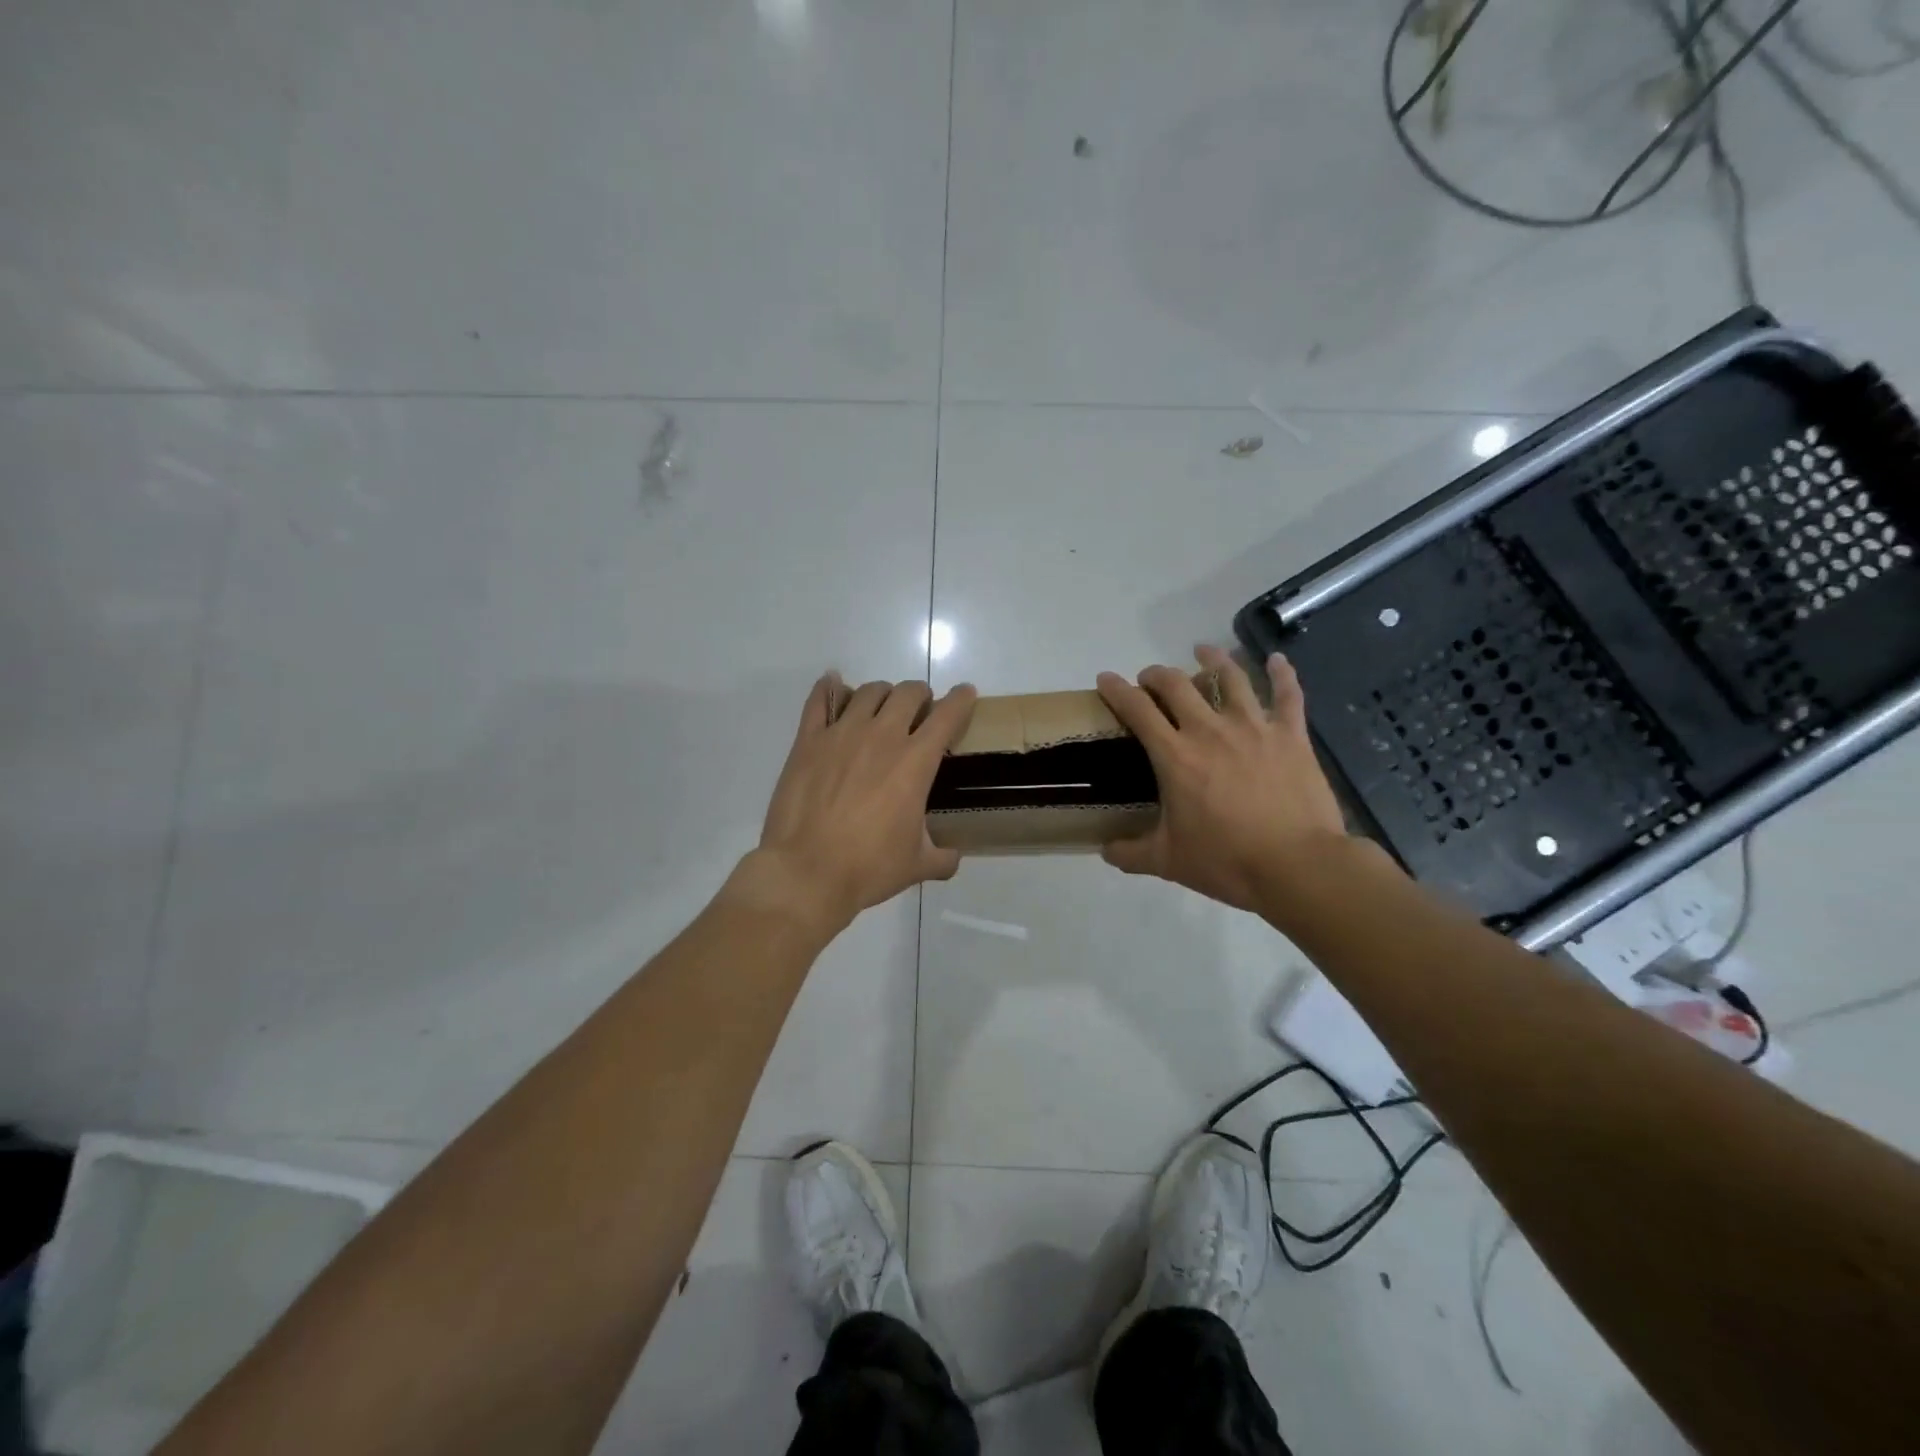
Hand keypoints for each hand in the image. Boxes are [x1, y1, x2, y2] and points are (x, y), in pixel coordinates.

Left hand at [749, 673, 977, 934]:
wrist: (807, 871)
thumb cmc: (868, 868)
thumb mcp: (917, 865)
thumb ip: (942, 857)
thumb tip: (953, 858)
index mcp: (916, 761)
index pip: (947, 715)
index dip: (961, 700)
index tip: (966, 694)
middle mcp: (883, 736)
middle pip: (908, 692)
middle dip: (920, 695)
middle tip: (919, 710)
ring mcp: (842, 733)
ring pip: (868, 691)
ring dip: (882, 694)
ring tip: (881, 707)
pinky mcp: (808, 740)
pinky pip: (820, 700)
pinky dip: (829, 688)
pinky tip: (833, 685)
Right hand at [1095, 647, 1349, 913]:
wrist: (1297, 866)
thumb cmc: (1227, 861)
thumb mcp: (1168, 862)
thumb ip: (1130, 853)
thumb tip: (1105, 850)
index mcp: (1175, 756)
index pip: (1136, 710)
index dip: (1116, 689)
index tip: (1105, 679)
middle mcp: (1210, 730)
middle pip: (1175, 684)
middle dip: (1156, 674)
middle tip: (1149, 679)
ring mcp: (1254, 728)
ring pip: (1230, 677)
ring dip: (1212, 659)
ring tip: (1202, 651)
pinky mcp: (1291, 736)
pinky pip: (1288, 695)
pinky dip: (1282, 674)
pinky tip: (1277, 660)